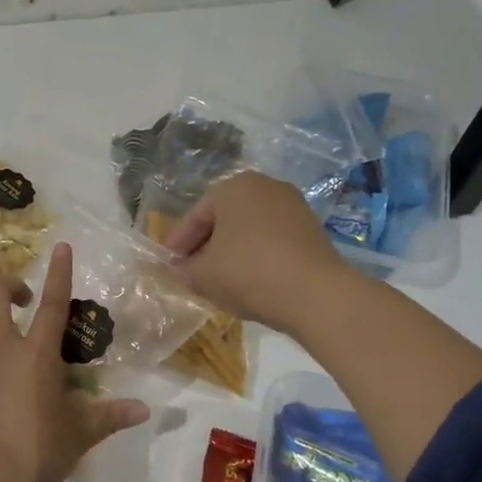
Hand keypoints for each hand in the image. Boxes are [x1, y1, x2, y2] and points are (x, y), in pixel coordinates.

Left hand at [0, 242, 150, 481]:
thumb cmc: (36, 451)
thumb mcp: (79, 434)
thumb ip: (108, 416)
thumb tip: (143, 410)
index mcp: (36, 354)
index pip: (53, 303)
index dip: (59, 272)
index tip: (61, 247)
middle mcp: (0, 350)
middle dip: (7, 285)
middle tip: (22, 298)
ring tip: (6, 345)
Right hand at [158, 172, 346, 332]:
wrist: (316, 295)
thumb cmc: (249, 273)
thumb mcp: (203, 275)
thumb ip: (183, 271)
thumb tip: (175, 272)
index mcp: (233, 187)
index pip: (195, 216)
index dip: (176, 244)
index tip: (165, 266)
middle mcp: (265, 187)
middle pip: (223, 220)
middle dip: (204, 247)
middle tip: (188, 273)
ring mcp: (293, 206)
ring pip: (248, 230)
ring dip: (230, 253)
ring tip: (217, 281)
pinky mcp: (312, 230)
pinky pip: (271, 241)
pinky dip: (255, 257)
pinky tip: (248, 282)